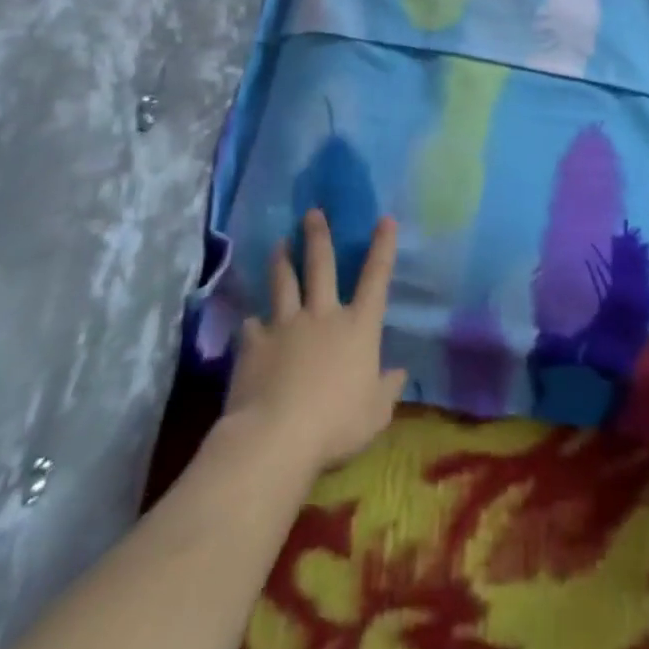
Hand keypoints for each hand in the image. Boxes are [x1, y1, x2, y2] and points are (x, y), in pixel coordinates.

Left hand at [219, 210, 407, 475]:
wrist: (275, 436)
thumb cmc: (336, 424)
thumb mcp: (376, 412)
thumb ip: (387, 389)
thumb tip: (399, 373)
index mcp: (358, 327)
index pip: (376, 278)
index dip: (383, 247)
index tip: (385, 219)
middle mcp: (323, 315)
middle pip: (322, 266)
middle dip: (318, 236)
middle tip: (312, 212)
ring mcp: (286, 325)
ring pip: (284, 283)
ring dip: (282, 261)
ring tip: (279, 243)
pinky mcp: (254, 344)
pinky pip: (252, 325)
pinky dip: (253, 320)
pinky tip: (249, 318)